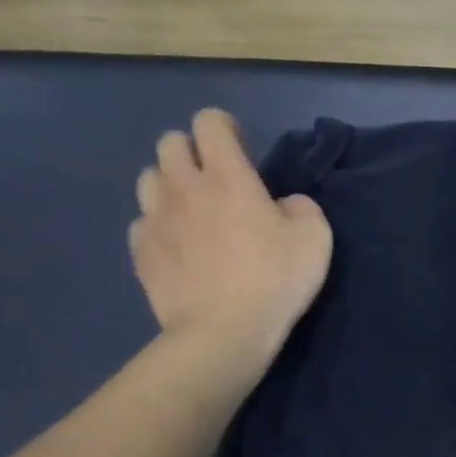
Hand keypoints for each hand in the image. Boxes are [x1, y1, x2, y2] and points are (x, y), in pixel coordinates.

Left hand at [130, 110, 332, 375]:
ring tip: (191, 211)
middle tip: (215, 180)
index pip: (209, 121)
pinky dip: (157, 226)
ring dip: (169, 185)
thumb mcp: (315, 237)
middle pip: (169, 143)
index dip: (224, 127)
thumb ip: (301, 207)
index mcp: (227, 175)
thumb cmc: (273, 280)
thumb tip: (282, 205)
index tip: (241, 151)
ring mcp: (155, 219)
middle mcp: (183, 187)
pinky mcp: (140, 253)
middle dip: (191, 151)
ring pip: (148, 178)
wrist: (222, 334)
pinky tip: (177, 247)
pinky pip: (141, 222)